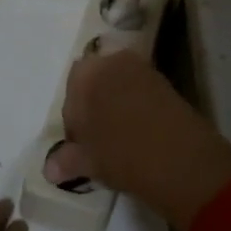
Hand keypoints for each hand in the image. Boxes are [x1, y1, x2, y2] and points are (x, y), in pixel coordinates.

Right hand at [47, 50, 230, 230]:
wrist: (181, 160)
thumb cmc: (122, 156)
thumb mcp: (88, 162)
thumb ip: (66, 160)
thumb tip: (49, 168)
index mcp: (85, 75)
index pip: (70, 94)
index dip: (74, 122)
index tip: (83, 145)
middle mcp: (112, 62)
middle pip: (94, 83)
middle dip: (94, 107)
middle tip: (100, 140)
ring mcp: (142, 70)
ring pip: (119, 86)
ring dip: (116, 106)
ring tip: (122, 139)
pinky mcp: (166, 82)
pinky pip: (141, 92)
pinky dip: (137, 108)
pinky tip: (141, 134)